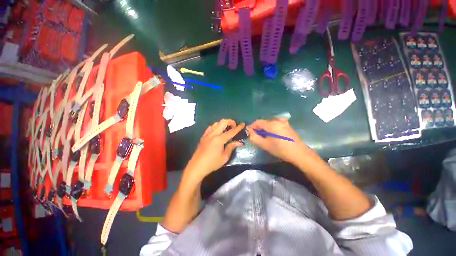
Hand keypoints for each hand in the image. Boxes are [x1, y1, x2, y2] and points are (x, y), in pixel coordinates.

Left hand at [184, 119, 244, 181]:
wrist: (197, 166)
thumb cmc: (212, 163)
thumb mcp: (224, 157)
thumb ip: (231, 147)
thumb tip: (239, 142)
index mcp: (219, 139)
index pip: (231, 131)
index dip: (238, 127)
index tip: (243, 124)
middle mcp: (213, 134)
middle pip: (223, 122)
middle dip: (230, 121)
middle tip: (234, 126)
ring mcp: (207, 134)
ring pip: (216, 123)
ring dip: (223, 123)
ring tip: (227, 128)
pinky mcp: (203, 136)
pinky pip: (210, 127)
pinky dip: (216, 126)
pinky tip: (218, 130)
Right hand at [247, 119, 315, 165]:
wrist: (299, 153)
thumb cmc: (281, 150)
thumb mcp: (265, 145)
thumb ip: (254, 137)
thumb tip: (249, 132)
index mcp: (272, 124)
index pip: (257, 122)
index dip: (252, 126)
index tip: (249, 133)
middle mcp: (278, 120)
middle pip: (263, 122)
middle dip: (258, 128)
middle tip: (256, 137)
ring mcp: (284, 122)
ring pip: (269, 123)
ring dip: (264, 129)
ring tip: (264, 138)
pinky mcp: (287, 125)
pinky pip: (275, 124)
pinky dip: (270, 129)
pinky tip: (272, 137)